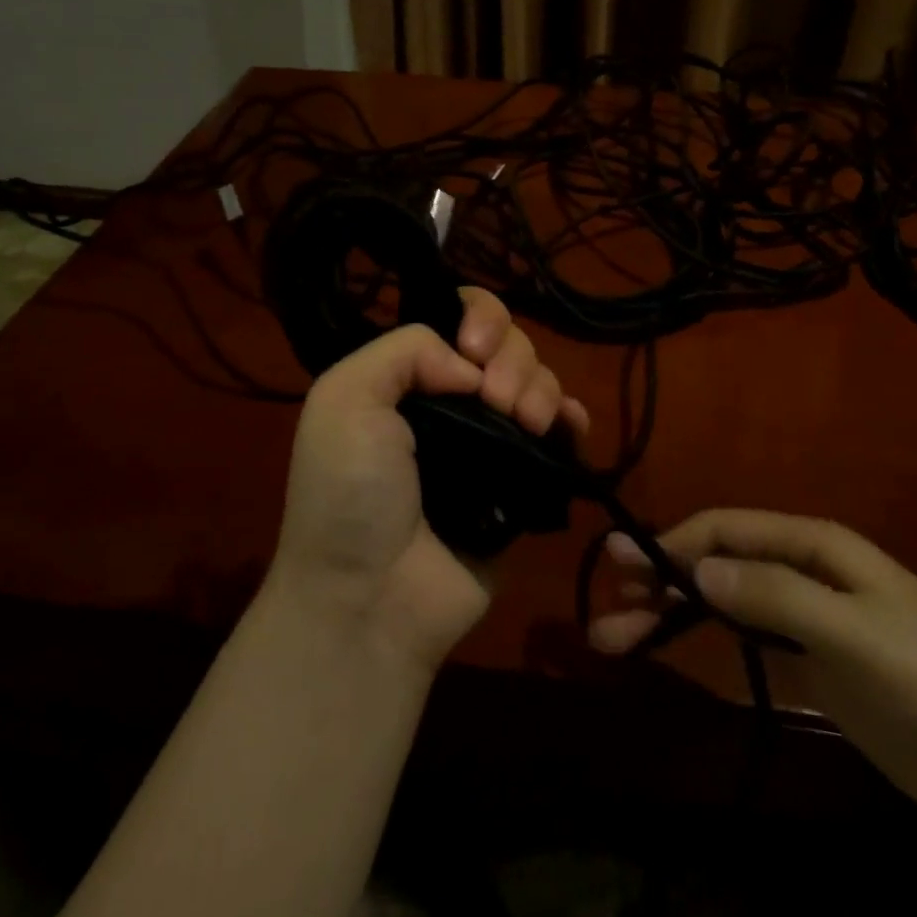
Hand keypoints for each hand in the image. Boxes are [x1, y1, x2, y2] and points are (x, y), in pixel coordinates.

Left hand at [271, 289, 588, 670]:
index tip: (474, 353)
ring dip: (540, 389)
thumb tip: (470, 366)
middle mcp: (452, 401)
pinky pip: (561, 433)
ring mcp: (491, 441)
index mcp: (410, 377)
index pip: (459, 317)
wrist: (372, 599)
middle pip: (508, 345)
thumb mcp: (345, 399)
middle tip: (496, 401)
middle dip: (512, 360)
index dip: (479, 319)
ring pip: (538, 381)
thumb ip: (405, 351)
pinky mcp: (524, 482)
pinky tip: (567, 427)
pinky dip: (571, 419)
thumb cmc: (350, 494)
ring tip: (524, 424)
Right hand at [590, 510, 916, 832]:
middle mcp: (803, 569)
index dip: (674, 542)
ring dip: (670, 614)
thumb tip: (698, 569)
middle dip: (661, 581)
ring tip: (617, 637)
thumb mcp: (855, 631)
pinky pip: (742, 637)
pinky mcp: (811, 660)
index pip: (728, 530)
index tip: (624, 564)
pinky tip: (669, 646)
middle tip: (608, 605)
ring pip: (722, 602)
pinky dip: (702, 639)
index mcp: (815, 545)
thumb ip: (777, 596)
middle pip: (717, 564)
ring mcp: (806, 616)